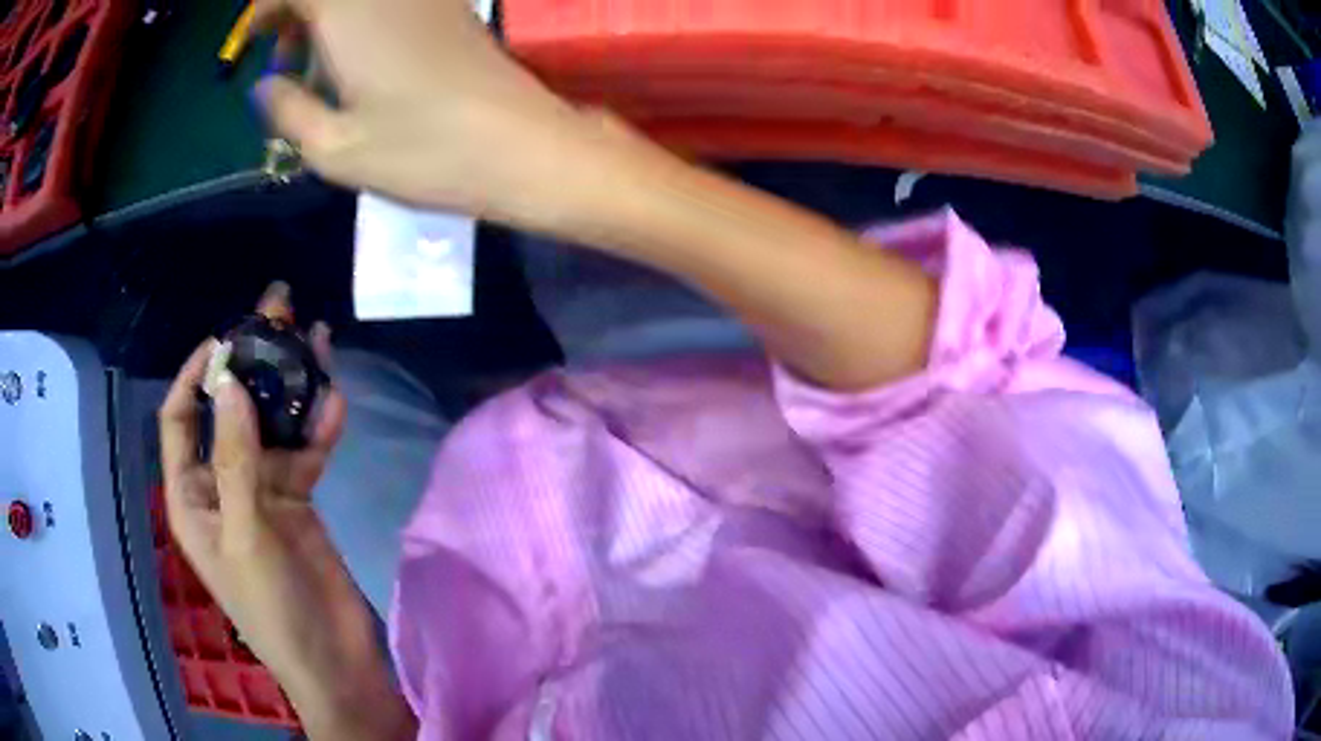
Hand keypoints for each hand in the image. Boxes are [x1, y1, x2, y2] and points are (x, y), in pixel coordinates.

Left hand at [158, 287, 413, 739]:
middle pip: (230, 412)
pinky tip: (336, 402)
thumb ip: (236, 460)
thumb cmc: (273, 608)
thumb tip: (232, 381)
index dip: (195, 375)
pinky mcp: (298, 502)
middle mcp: (221, 485)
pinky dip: (319, 429)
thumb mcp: (246, 535)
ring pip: (271, 426)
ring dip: (292, 388)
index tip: (224, 339)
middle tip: (279, 312)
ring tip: (317, 340)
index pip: (180, 420)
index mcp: (192, 496)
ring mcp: (261, 492)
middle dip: (251, 366)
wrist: (334, 661)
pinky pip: (304, 453)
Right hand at [251, 0, 641, 230]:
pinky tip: (359, 63)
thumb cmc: (423, 153)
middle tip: (282, 61)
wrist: (523, 146)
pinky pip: (390, 2)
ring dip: (328, 18)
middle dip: (296, 13)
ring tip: (314, 70)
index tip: (252, 42)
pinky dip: (362, 20)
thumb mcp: (334, 148)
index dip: (267, 9)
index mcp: (350, 13)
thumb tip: (264, 86)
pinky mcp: (453, 11)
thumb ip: (287, 111)